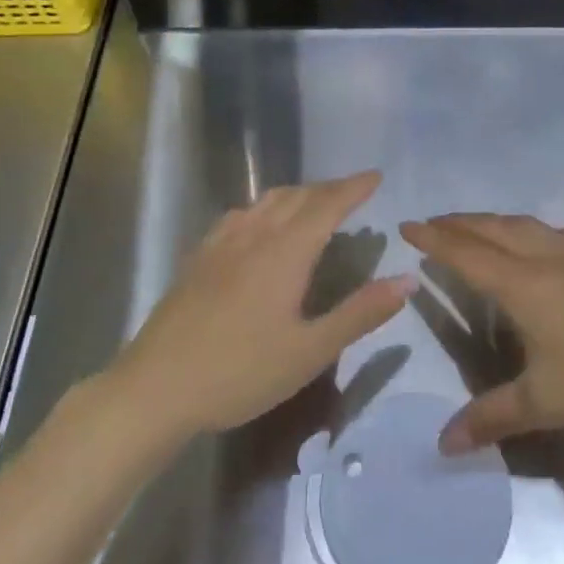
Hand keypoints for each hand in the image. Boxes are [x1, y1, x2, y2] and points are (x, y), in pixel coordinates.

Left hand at [113, 172, 410, 438]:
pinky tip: (259, 225)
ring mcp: (221, 244)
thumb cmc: (241, 372)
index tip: (376, 175)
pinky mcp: (198, 258)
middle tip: (353, 190)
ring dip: (297, 194)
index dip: (354, 188)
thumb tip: (407, 279)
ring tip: (314, 202)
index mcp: (285, 252)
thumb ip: (361, 313)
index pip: (327, 205)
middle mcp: (254, 235)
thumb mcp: (310, 351)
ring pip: (265, 201)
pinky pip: (239, 215)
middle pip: (297, 196)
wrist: (156, 388)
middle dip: (328, 188)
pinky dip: (264, 208)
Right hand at [401, 214, 563, 452]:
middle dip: (457, 223)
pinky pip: (549, 232)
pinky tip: (536, 241)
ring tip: (474, 227)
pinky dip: (525, 228)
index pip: (465, 253)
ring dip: (490, 221)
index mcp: (522, 285)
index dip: (433, 239)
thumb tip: (442, 444)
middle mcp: (543, 259)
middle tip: (431, 223)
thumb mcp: (546, 401)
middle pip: (490, 230)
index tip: (406, 224)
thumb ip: (492, 418)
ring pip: (521, 226)